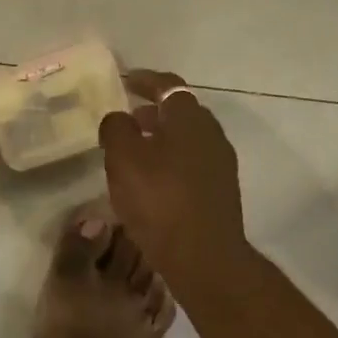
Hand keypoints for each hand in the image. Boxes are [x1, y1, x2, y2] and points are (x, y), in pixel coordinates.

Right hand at [97, 69, 250, 291]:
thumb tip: (120, 118)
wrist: (204, 257)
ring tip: (134, 152)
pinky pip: (192, 164)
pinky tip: (152, 182)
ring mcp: (220, 164)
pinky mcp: (220, 192)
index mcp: (190, 118)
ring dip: (162, 139)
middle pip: (181, 112)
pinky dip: (171, 162)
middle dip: (153, 111)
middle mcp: (212, 134)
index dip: (145, 80)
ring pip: (187, 140)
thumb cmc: (160, 201)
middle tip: (127, 118)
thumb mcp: (124, 159)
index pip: (168, 85)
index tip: (125, 81)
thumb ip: (117, 129)